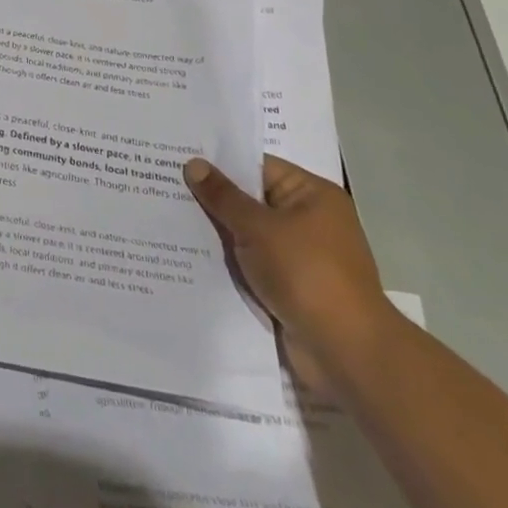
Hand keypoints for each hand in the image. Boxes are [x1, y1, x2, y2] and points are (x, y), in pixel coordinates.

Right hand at [185, 154, 394, 386]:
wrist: (345, 351)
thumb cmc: (306, 274)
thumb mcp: (258, 228)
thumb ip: (223, 196)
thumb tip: (193, 163)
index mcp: (311, 195)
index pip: (257, 166)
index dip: (218, 162)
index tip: (177, 155)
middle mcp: (308, 220)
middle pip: (249, 199)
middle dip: (211, 197)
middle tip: (162, 183)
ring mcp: (298, 255)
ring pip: (246, 233)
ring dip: (215, 231)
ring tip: (166, 215)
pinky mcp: (288, 285)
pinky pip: (249, 261)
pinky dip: (226, 259)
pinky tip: (187, 253)